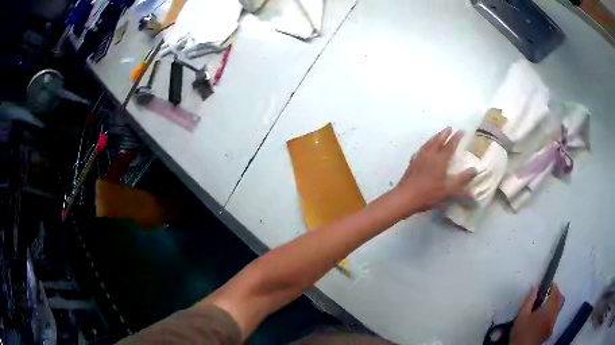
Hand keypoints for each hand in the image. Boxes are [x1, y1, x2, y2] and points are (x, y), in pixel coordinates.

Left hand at [392, 127, 475, 215]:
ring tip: (439, 134)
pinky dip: (426, 145)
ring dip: (435, 137)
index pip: (450, 145)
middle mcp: (430, 155)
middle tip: (449, 128)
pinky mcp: (412, 162)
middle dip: (444, 133)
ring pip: (428, 143)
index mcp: (440, 160)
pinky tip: (425, 148)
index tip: (461, 131)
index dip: (456, 137)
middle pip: (438, 140)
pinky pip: (421, 149)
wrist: (406, 197)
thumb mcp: (449, 189)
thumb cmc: (429, 194)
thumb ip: (462, 179)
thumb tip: (475, 169)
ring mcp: (419, 157)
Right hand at [510, 284, 563, 344]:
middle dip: (557, 294)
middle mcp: (554, 314)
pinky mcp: (549, 332)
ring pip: (557, 310)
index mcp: (549, 308)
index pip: (556, 292)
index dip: (553, 286)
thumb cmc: (522, 332)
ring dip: (554, 305)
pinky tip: (542, 320)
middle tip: (549, 294)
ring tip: (544, 308)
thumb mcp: (522, 315)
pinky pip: (553, 319)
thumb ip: (529, 300)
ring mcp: (553, 324)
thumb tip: (535, 287)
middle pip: (561, 300)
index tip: (549, 283)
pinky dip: (551, 315)